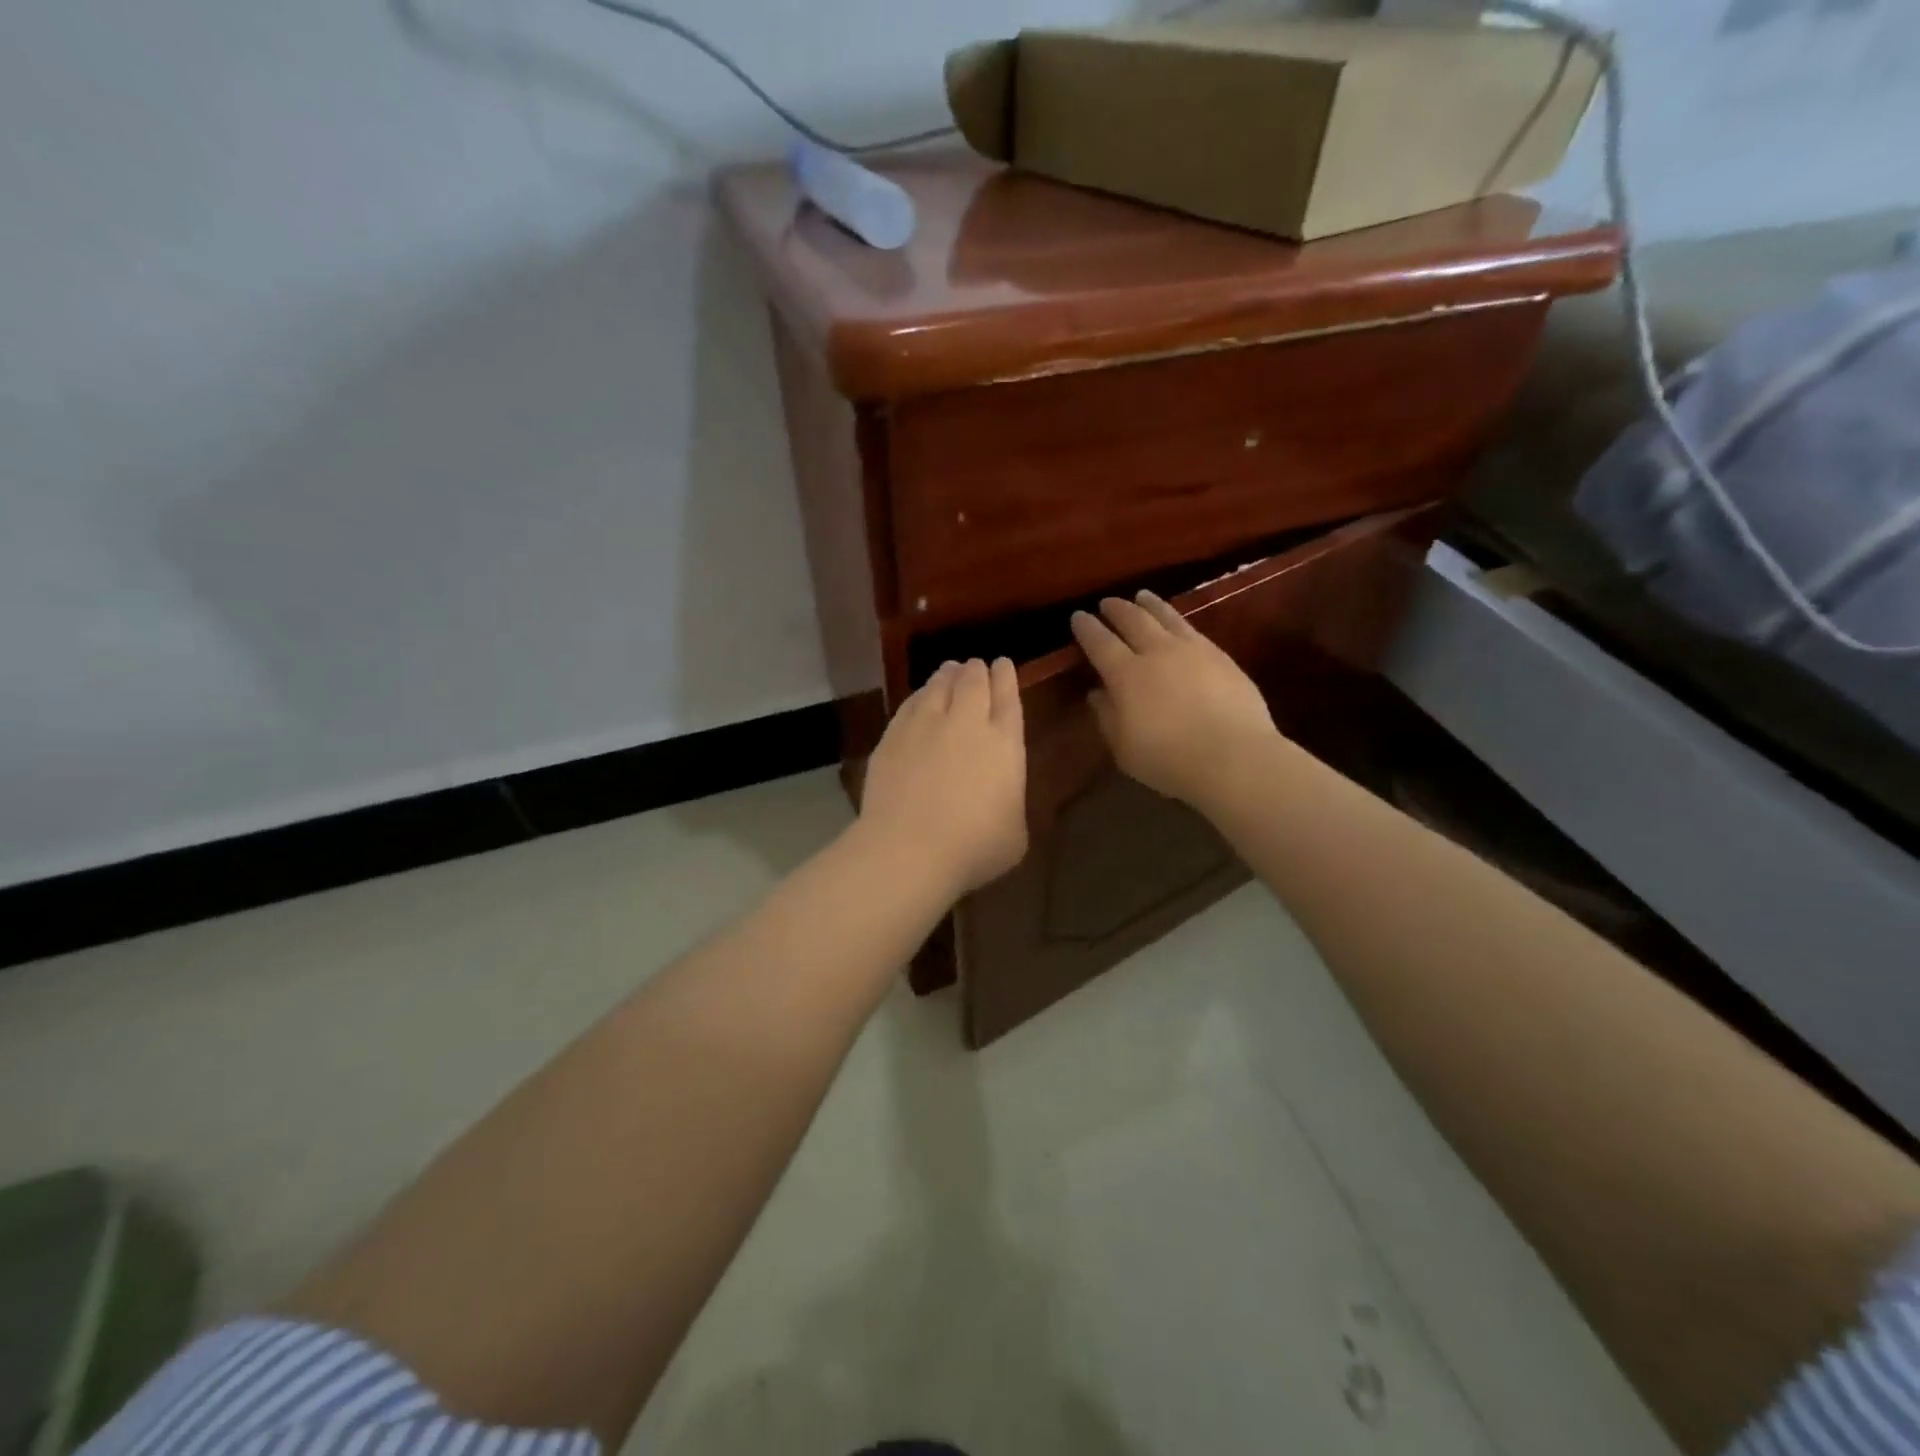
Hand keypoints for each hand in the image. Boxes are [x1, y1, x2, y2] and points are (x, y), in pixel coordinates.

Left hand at [858, 658, 1027, 895]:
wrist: (909, 849)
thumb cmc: (973, 848)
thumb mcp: (1014, 833)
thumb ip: (1010, 802)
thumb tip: (1000, 797)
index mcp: (1004, 744)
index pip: (1008, 699)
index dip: (1006, 678)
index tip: (1003, 664)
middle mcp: (966, 724)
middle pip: (973, 683)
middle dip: (976, 670)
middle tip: (975, 665)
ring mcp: (925, 726)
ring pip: (938, 686)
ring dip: (947, 675)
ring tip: (949, 670)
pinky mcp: (892, 737)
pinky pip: (909, 705)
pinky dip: (918, 696)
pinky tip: (918, 697)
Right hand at [1072, 591, 1279, 807]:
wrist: (1234, 756)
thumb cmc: (1169, 760)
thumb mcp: (1124, 748)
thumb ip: (1107, 717)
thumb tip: (1097, 693)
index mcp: (1126, 674)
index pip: (1099, 642)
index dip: (1086, 628)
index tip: (1078, 616)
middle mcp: (1156, 652)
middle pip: (1132, 620)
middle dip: (1116, 609)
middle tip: (1106, 602)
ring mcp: (1192, 650)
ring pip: (1165, 616)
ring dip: (1149, 604)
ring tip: (1141, 596)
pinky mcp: (1220, 655)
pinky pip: (1191, 629)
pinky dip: (1177, 620)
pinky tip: (1177, 623)